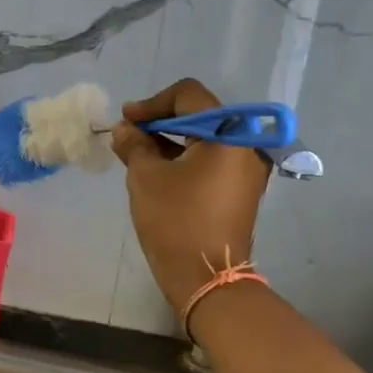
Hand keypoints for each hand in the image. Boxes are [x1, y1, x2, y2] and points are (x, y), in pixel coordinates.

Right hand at [112, 78, 270, 313]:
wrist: (206, 276)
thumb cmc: (175, 220)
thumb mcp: (146, 176)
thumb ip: (134, 144)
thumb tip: (125, 129)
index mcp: (230, 134)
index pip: (189, 96)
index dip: (153, 103)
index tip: (126, 118)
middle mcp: (247, 145)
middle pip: (200, 115)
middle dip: (160, 120)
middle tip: (128, 133)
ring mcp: (246, 168)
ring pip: (204, 138)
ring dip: (169, 139)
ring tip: (135, 150)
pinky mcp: (240, 188)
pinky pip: (210, 159)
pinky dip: (183, 156)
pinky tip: (155, 166)